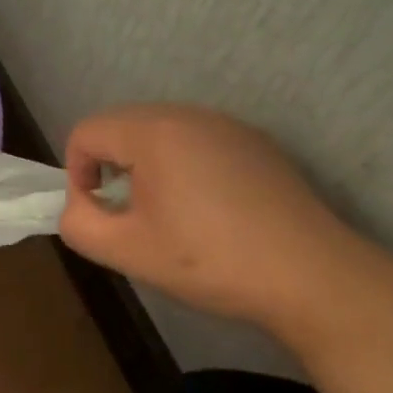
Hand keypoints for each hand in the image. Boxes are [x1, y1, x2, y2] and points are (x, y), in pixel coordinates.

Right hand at [60, 104, 378, 337]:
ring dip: (146, 166)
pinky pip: (196, 141)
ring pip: (159, 132)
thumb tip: (78, 206)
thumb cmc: (211, 261)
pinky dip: (184, 166)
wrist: (314, 278)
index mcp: (153, 131)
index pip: (86, 132)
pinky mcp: (255, 143)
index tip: (101, 214)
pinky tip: (210, 210)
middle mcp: (187, 114)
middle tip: (131, 216)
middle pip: (121, 127)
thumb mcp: (129, 251)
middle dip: (111, 167)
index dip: (78, 174)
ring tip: (169, 214)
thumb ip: (80, 224)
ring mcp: (226, 125)